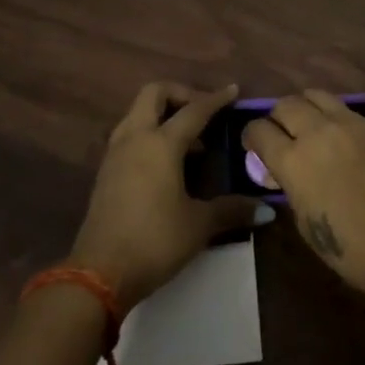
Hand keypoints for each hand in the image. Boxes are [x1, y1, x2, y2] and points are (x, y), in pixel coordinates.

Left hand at [68, 82, 267, 307]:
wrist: (98, 273)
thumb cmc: (154, 241)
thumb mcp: (198, 225)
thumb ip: (232, 210)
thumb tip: (266, 210)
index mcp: (160, 143)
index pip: (193, 110)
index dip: (215, 100)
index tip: (233, 91)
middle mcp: (135, 138)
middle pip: (154, 94)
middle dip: (180, 94)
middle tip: (203, 112)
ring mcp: (115, 153)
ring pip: (138, 112)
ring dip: (163, 114)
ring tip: (189, 141)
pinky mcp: (106, 171)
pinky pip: (129, 134)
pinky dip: (150, 133)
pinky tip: (167, 163)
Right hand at [243, 91, 364, 307]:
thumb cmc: (353, 250)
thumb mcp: (306, 224)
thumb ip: (290, 188)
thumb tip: (282, 172)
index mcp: (293, 161)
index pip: (259, 130)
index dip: (251, 137)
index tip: (254, 147)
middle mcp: (317, 132)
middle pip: (285, 104)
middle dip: (277, 118)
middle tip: (281, 136)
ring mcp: (349, 124)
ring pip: (315, 95)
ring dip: (304, 108)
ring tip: (309, 127)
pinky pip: (343, 109)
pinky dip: (332, 116)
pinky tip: (338, 137)